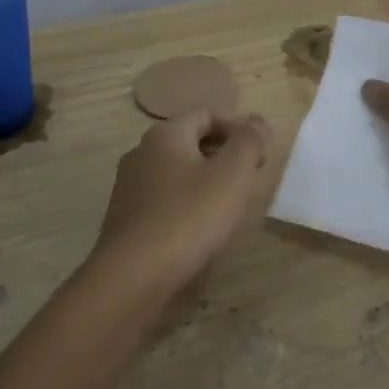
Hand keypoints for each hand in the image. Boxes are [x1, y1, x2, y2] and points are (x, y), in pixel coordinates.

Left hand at [91, 111, 271, 293]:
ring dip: (206, 178)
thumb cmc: (190, 216)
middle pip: (191, 141)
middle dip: (224, 153)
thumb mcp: (232, 174)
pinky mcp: (126, 218)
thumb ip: (249, 141)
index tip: (262, 149)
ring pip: (177, 171)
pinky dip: (187, 201)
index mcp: (165, 134)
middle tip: (251, 175)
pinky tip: (201, 226)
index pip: (207, 114)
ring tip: (231, 202)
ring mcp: (129, 186)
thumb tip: (258, 120)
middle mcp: (141, 152)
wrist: (134, 274)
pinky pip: (164, 198)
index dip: (239, 126)